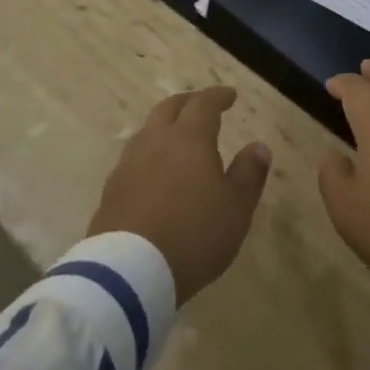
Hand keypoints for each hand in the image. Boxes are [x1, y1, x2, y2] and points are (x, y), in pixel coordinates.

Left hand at [88, 86, 271, 302]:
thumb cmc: (192, 235)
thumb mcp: (236, 208)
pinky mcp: (110, 192)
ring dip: (164, 127)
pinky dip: (149, 156)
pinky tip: (154, 173)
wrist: (128, 274)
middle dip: (188, 102)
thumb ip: (249, 174)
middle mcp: (156, 141)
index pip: (204, 104)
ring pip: (147, 131)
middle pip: (169, 108)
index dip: (218, 96)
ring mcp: (128, 165)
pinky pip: (133, 160)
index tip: (230, 95)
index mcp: (189, 138)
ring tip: (176, 138)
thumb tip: (259, 146)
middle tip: (201, 106)